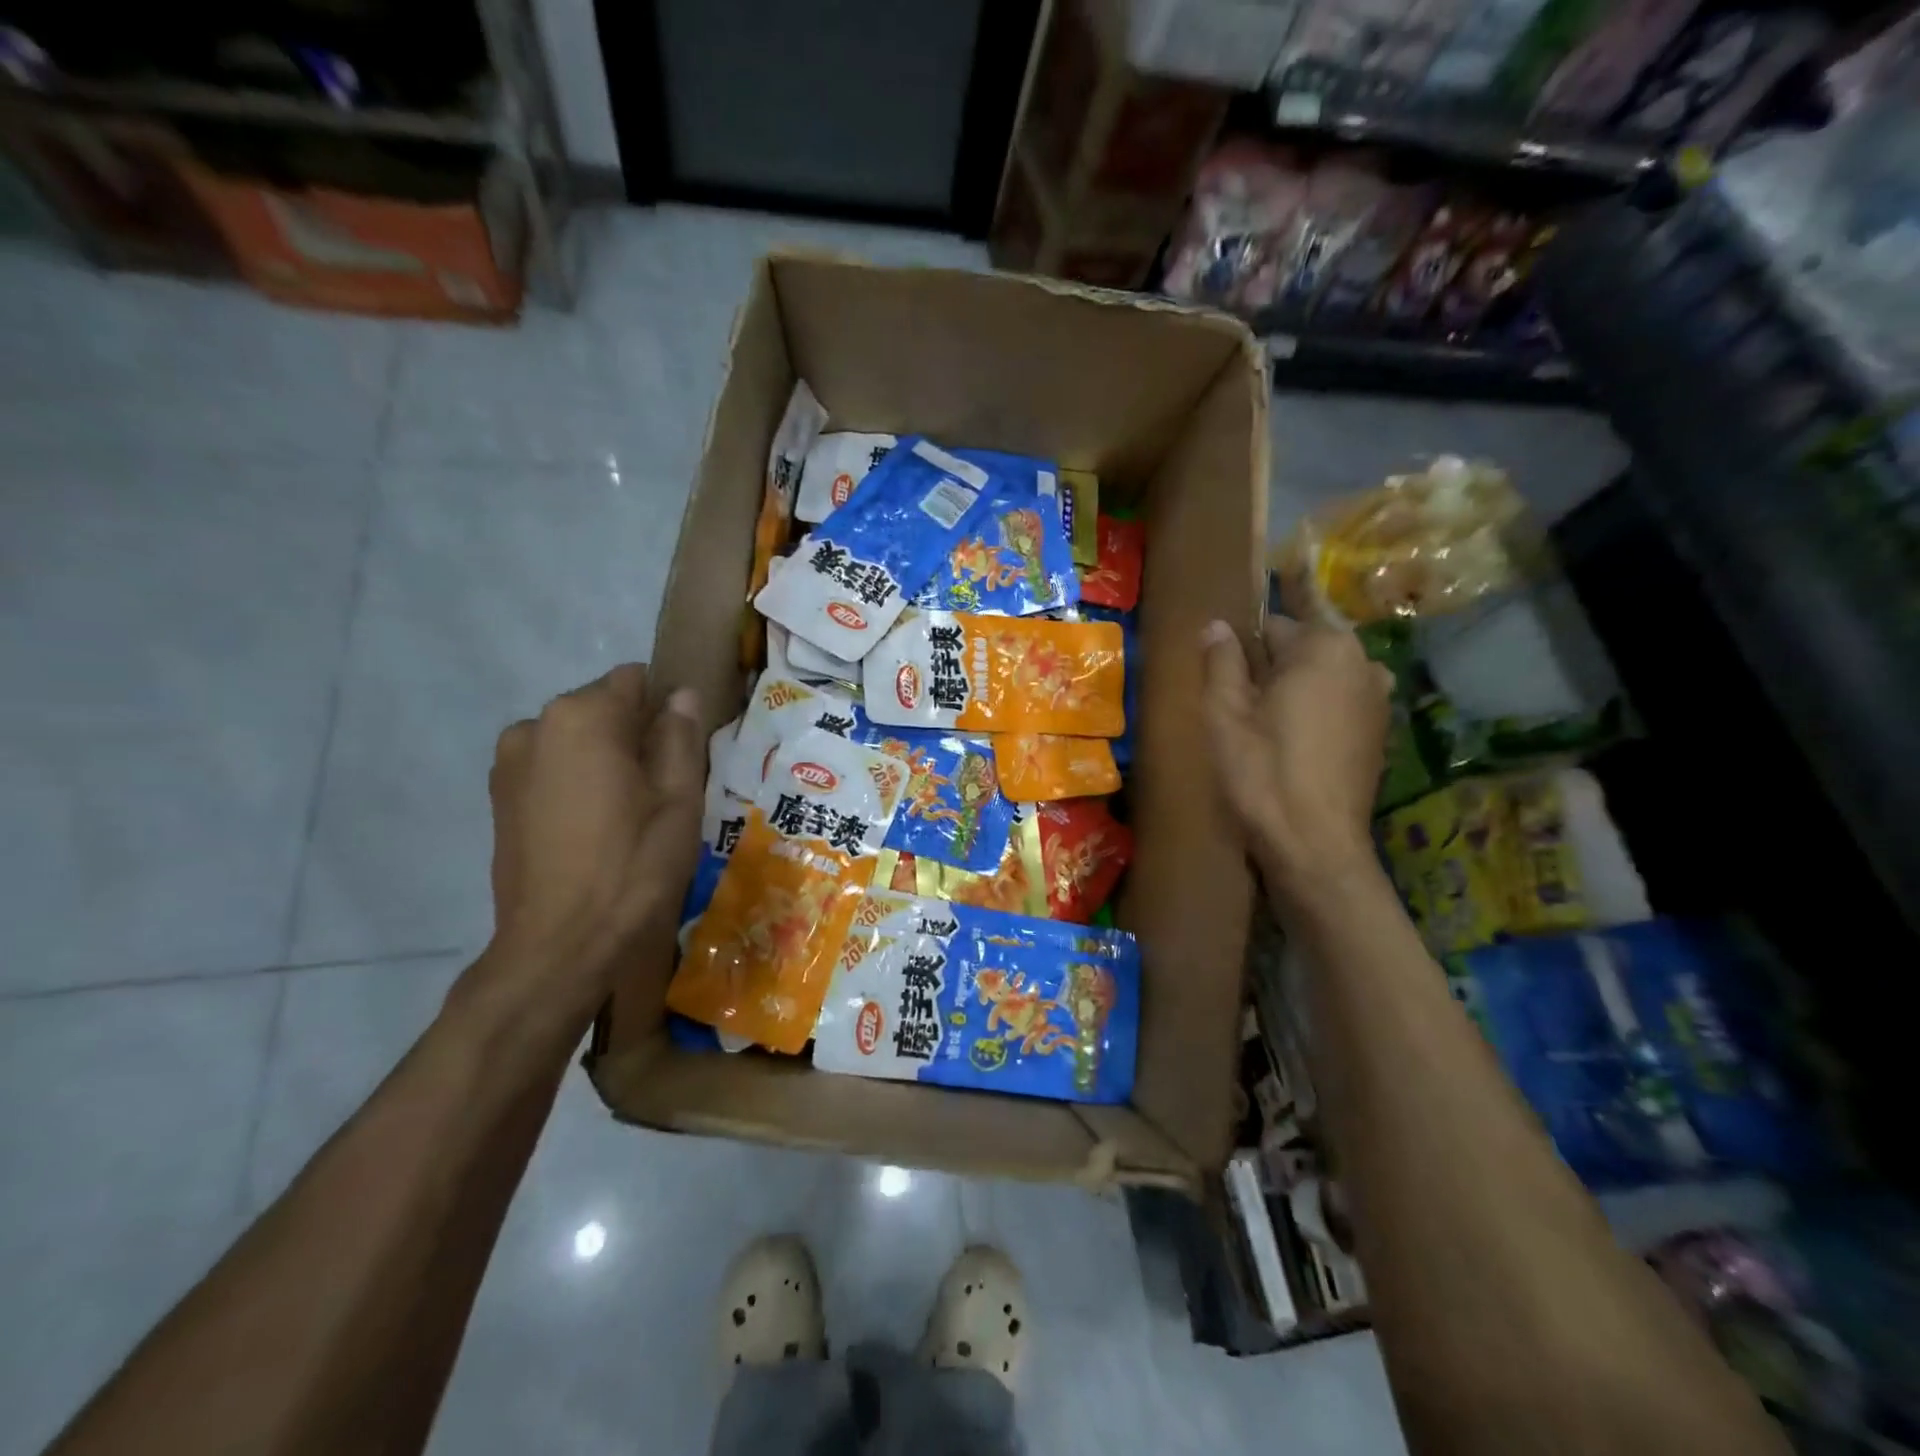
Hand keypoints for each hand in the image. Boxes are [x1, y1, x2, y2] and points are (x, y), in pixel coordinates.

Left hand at [482, 664, 702, 1007]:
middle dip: (633, 735)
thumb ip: (680, 736)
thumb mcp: (678, 800)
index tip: (682, 754)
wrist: (561, 945)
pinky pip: (552, 768)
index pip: (635, 680)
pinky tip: (592, 829)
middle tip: (659, 791)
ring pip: (576, 740)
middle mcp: (536, 725)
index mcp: (583, 717)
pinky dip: (576, 782)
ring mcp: (509, 762)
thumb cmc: (633, 866)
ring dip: (603, 760)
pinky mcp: (498, 798)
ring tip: (625, 814)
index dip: (665, 712)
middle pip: (602, 708)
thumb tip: (683, 695)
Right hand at [1201, 617, 1391, 895]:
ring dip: (1293, 686)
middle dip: (1271, 662)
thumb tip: (1217, 625)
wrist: (1315, 844)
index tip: (1225, 663)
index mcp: (1325, 647)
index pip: (1275, 623)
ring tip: (1261, 720)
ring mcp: (1378, 698)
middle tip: (1236, 697)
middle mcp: (1363, 662)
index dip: (1244, 642)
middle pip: (1304, 646)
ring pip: (1322, 675)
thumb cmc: (1263, 771)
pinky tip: (1290, 741)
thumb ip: (1221, 661)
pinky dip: (1314, 709)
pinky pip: (1338, 701)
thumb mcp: (1225, 713)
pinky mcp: (1379, 731)